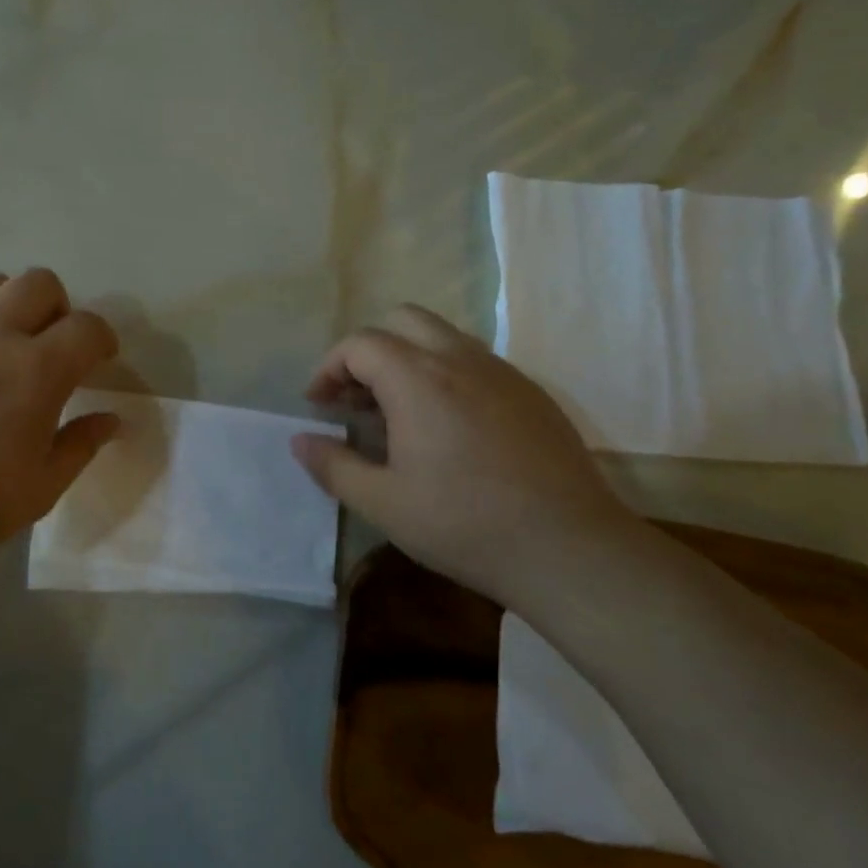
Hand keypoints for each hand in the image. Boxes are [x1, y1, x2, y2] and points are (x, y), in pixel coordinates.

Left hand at [0, 269, 119, 572]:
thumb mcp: (38, 490)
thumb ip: (80, 446)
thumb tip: (110, 420)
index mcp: (34, 371)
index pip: (87, 326)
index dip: (102, 339)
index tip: (99, 360)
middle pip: (39, 282)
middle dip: (58, 308)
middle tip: (50, 348)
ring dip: (8, 307)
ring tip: (0, 348)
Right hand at [291, 304, 636, 599]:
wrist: (568, 548)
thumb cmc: (463, 524)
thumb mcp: (383, 503)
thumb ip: (333, 466)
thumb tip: (300, 441)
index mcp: (417, 380)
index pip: (360, 344)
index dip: (330, 369)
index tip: (320, 405)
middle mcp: (459, 360)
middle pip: (403, 319)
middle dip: (369, 349)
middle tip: (358, 397)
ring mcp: (502, 372)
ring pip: (443, 336)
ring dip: (409, 358)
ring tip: (399, 412)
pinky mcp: (532, 393)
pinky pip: (476, 361)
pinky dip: (446, 374)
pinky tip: (449, 427)